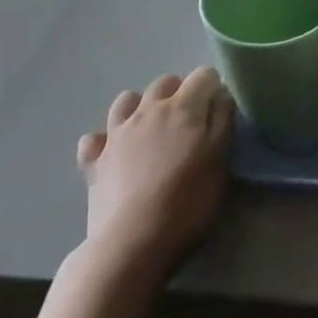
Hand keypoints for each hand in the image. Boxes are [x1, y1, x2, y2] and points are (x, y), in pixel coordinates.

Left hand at [77, 67, 233, 277]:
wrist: (133, 243)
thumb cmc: (187, 201)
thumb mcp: (220, 160)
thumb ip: (223, 120)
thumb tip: (220, 94)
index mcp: (183, 107)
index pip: (203, 75)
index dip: (213, 88)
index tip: (218, 111)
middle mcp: (148, 110)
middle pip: (165, 82)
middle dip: (179, 92)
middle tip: (189, 123)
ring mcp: (116, 133)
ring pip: (126, 100)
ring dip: (140, 107)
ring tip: (151, 131)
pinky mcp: (94, 161)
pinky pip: (94, 139)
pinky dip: (103, 141)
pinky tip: (113, 154)